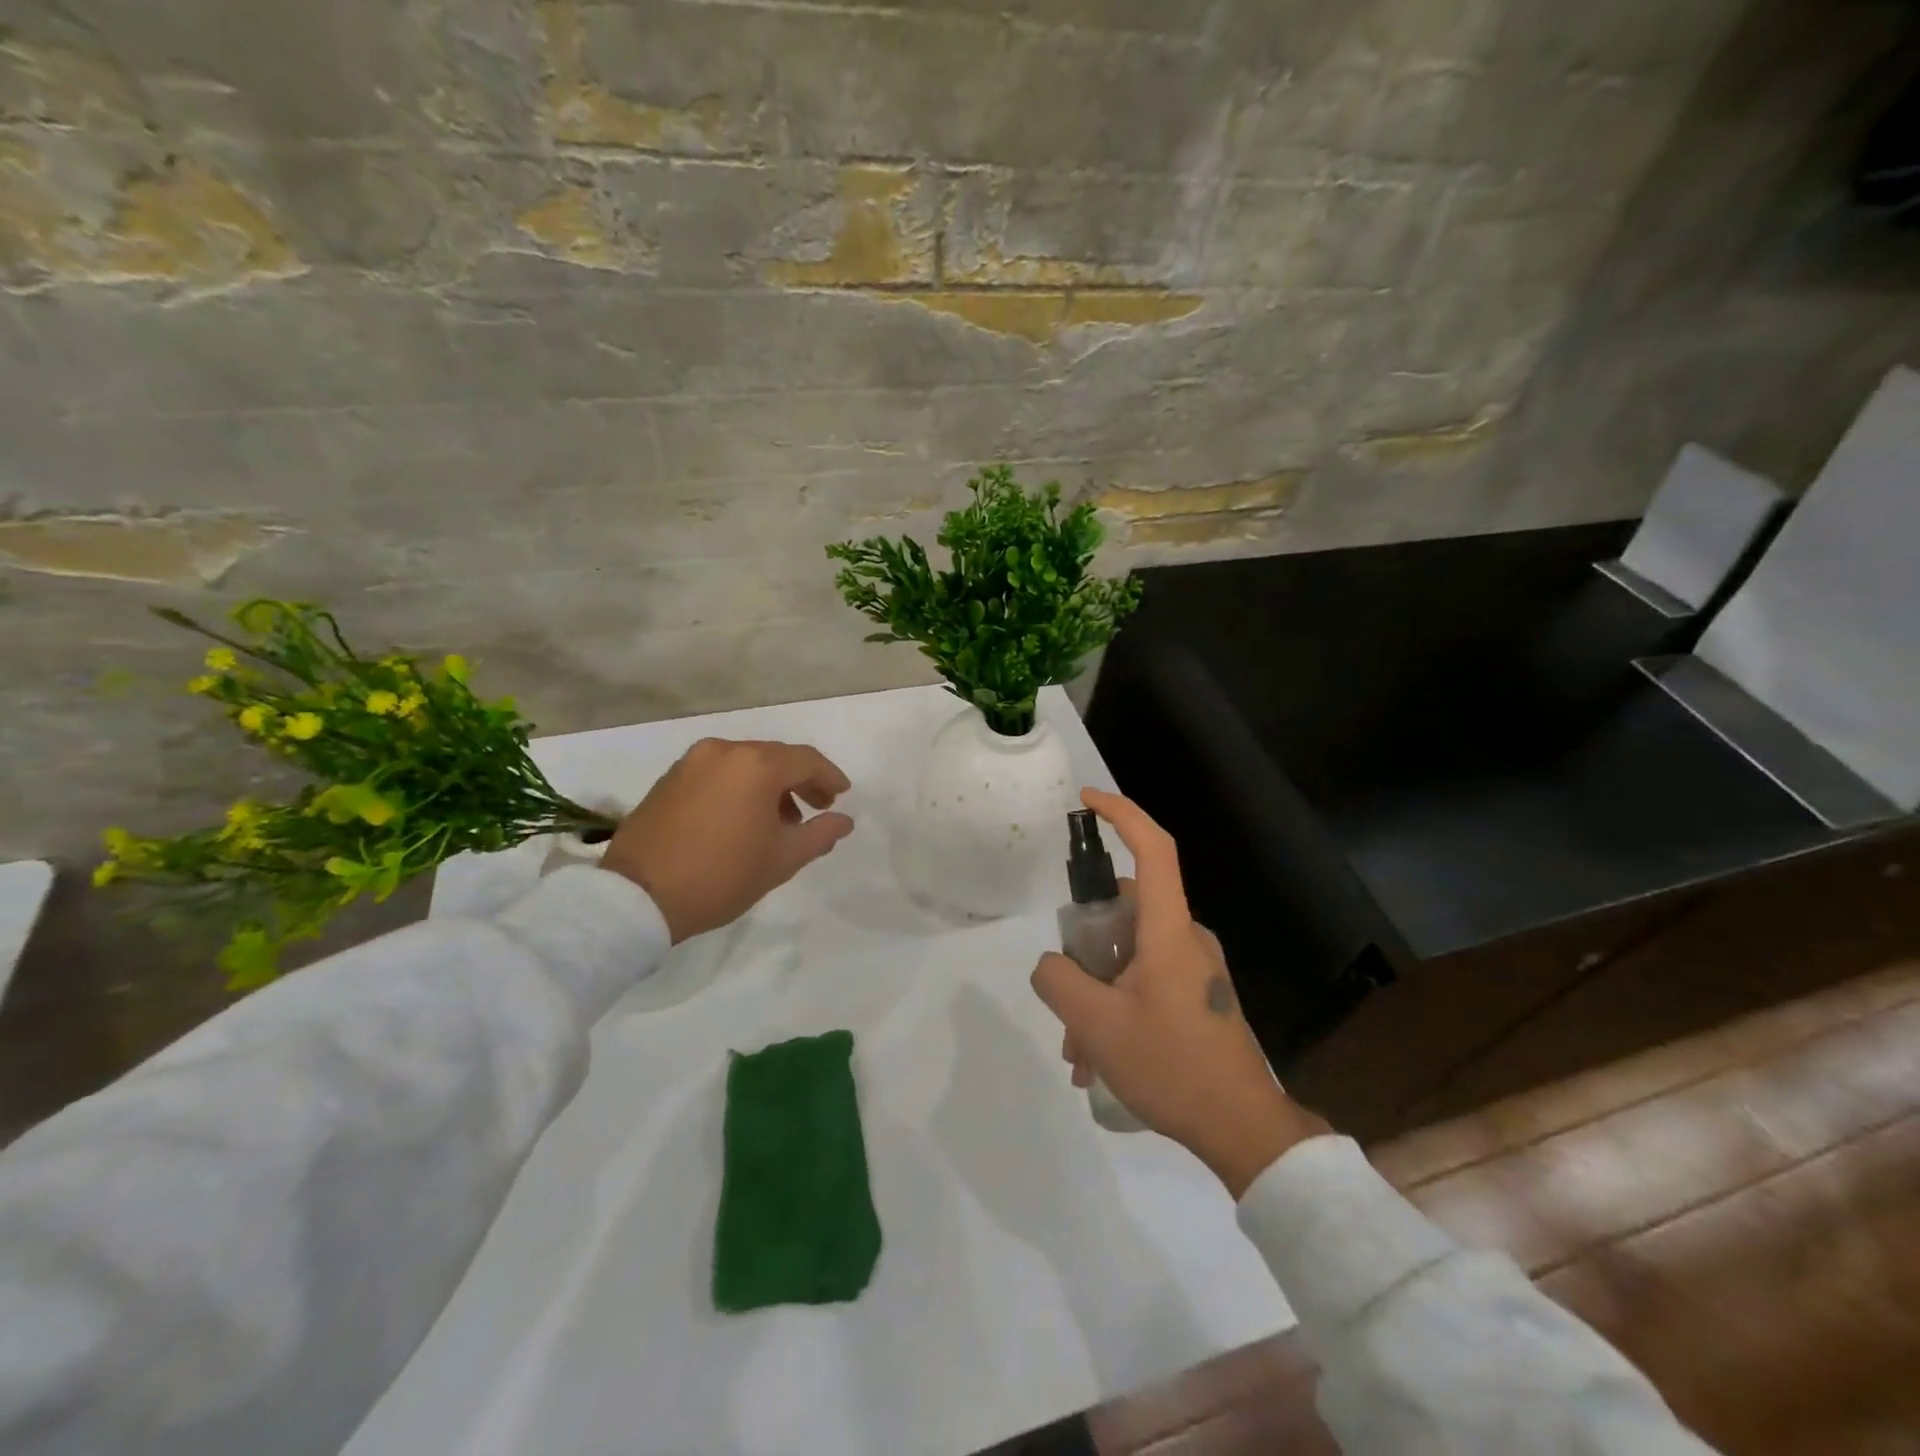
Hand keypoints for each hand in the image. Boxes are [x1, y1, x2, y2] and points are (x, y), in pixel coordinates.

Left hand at [600, 738, 854, 942]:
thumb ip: (821, 833)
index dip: (830, 777)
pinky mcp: (669, 779)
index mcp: (756, 764)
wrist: (638, 897)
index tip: (842, 796)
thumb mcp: (783, 859)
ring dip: (769, 785)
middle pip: (775, 757)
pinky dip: (739, 787)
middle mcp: (724, 751)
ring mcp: (691, 762)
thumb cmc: (722, 875)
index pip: (806, 760)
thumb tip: (844, 820)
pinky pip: (718, 774)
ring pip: (745, 764)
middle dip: (800, 780)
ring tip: (779, 821)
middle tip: (817, 807)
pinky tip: (742, 818)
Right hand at [1031, 788, 1327, 1196]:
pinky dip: (1116, 1008)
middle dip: (1085, 947)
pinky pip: (1144, 982)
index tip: (1086, 801)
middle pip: (1125, 911)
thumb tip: (1052, 964)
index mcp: (1169, 930)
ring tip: (1078, 1050)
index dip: (1121, 814)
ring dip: (1096, 991)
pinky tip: (1099, 1061)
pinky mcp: (1196, 996)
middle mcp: (1185, 938)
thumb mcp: (1097, 1024)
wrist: (1245, 1130)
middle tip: (1063, 994)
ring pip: (1128, 956)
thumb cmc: (1173, 1066)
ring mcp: (1194, 969)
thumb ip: (1058, 981)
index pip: (1153, 848)